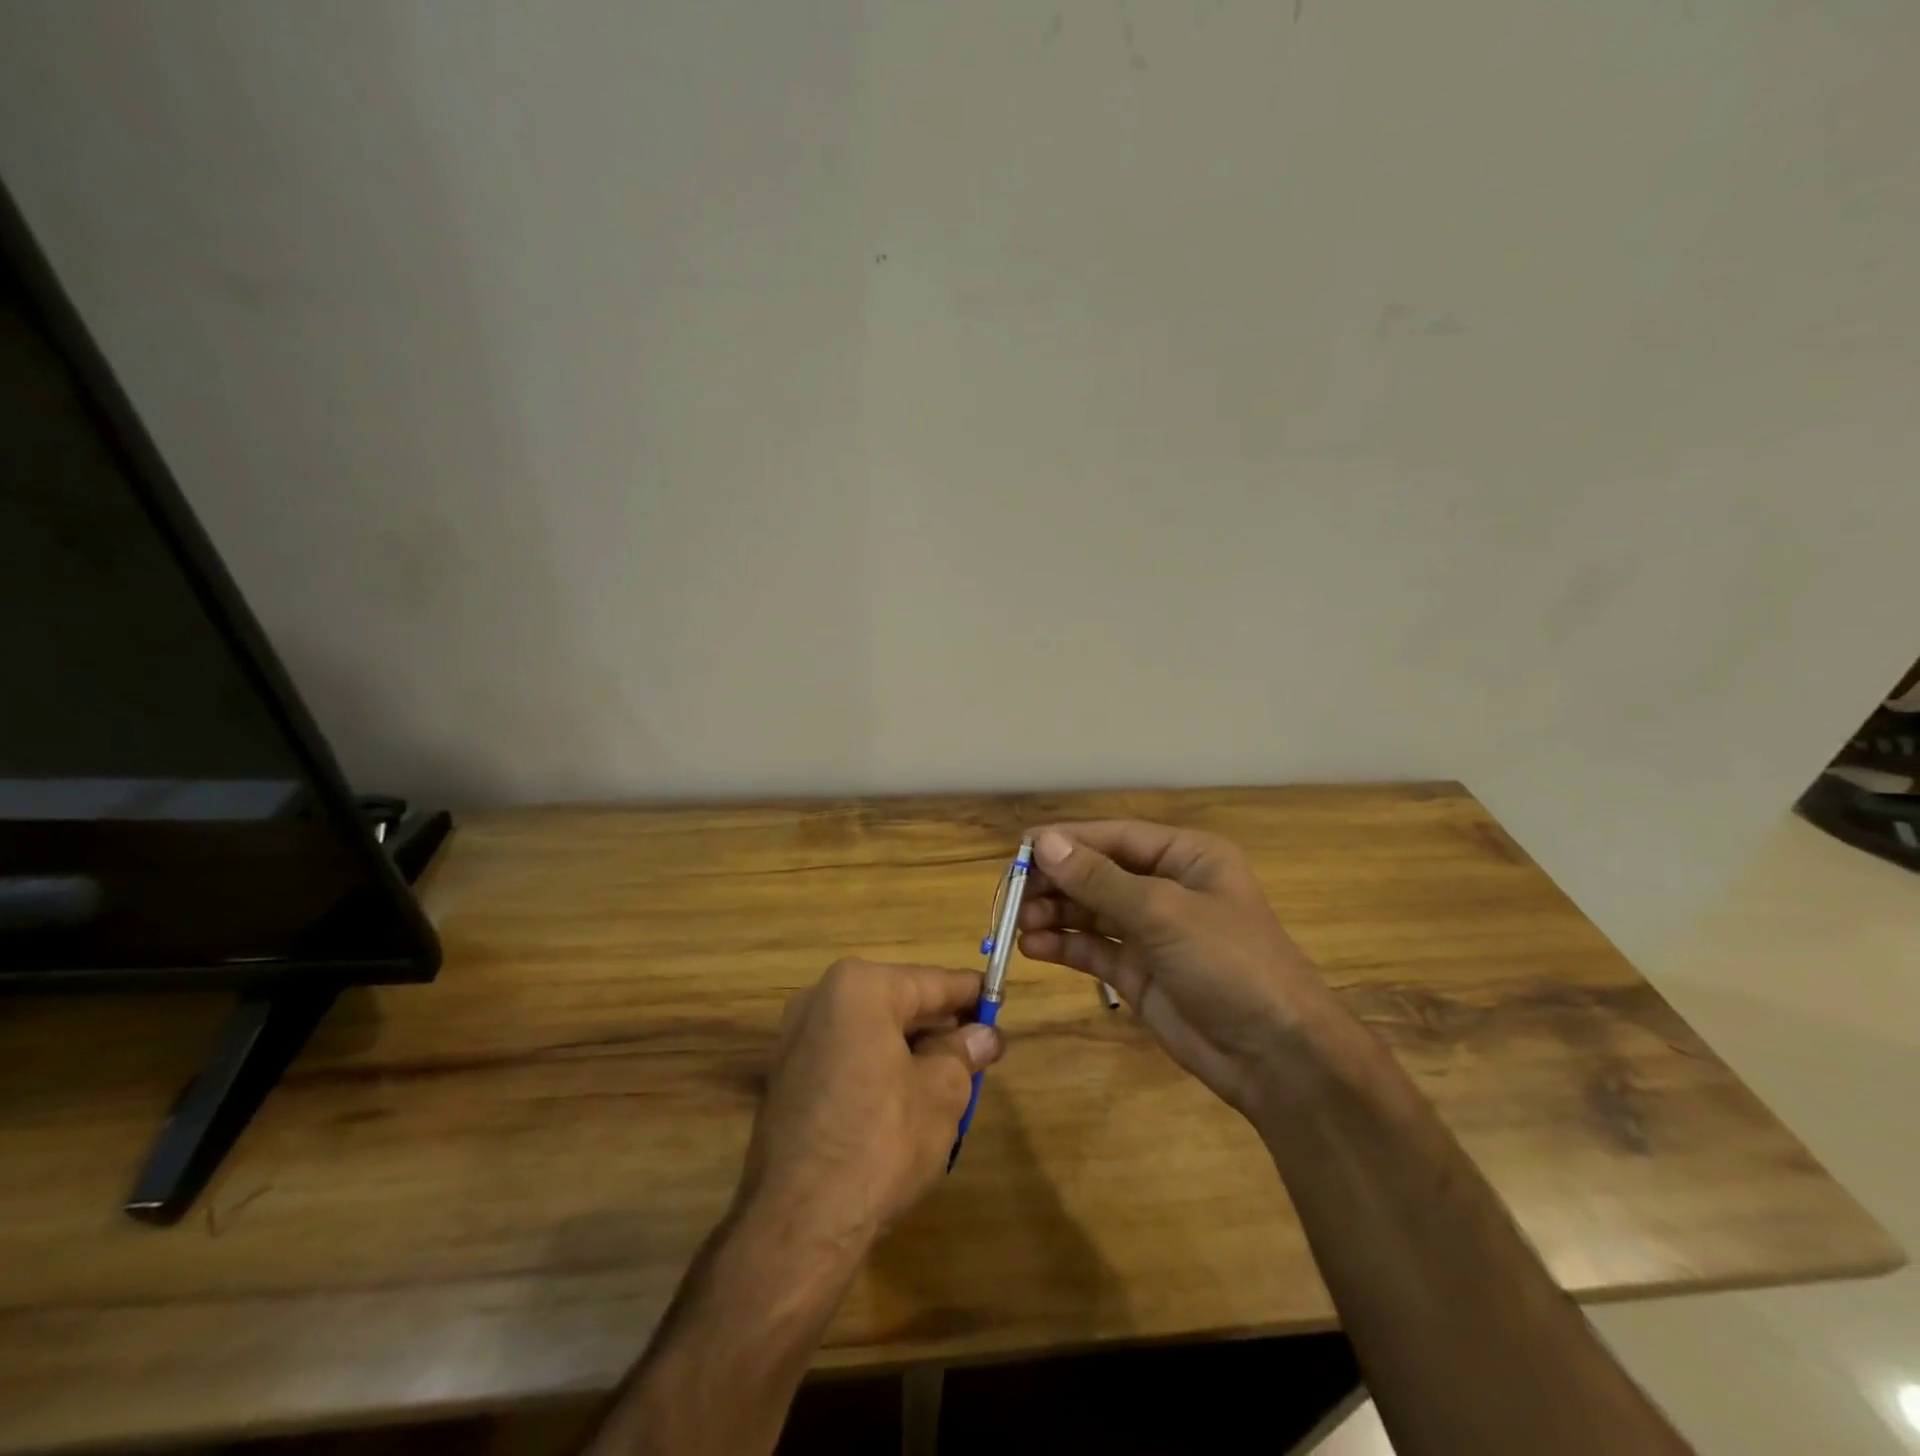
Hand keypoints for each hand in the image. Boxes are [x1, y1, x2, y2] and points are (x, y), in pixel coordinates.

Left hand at [740, 959, 1002, 1245]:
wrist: (799, 1224)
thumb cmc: (881, 1141)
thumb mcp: (942, 1092)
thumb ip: (964, 1053)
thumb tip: (983, 1035)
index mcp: (859, 987)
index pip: (932, 982)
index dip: (971, 995)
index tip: (1000, 1003)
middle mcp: (820, 998)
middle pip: (899, 1003)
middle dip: (940, 1027)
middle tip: (980, 1051)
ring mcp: (796, 1038)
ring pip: (873, 1031)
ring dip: (911, 1050)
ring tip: (950, 1080)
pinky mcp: (786, 1077)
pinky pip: (847, 1056)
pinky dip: (878, 1068)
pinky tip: (905, 1101)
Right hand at [1017, 822, 1338, 1115]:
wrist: (1276, 1056)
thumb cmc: (1229, 962)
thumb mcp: (1163, 912)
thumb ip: (1099, 879)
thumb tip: (1044, 843)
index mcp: (1186, 857)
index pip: (1115, 837)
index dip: (1067, 840)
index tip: (1020, 848)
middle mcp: (1166, 887)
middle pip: (1098, 872)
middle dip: (1056, 881)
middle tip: (1011, 893)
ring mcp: (1152, 932)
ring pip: (1090, 911)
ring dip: (1054, 913)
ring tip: (1016, 922)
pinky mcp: (1138, 971)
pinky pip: (1093, 948)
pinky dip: (1063, 945)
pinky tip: (1034, 946)